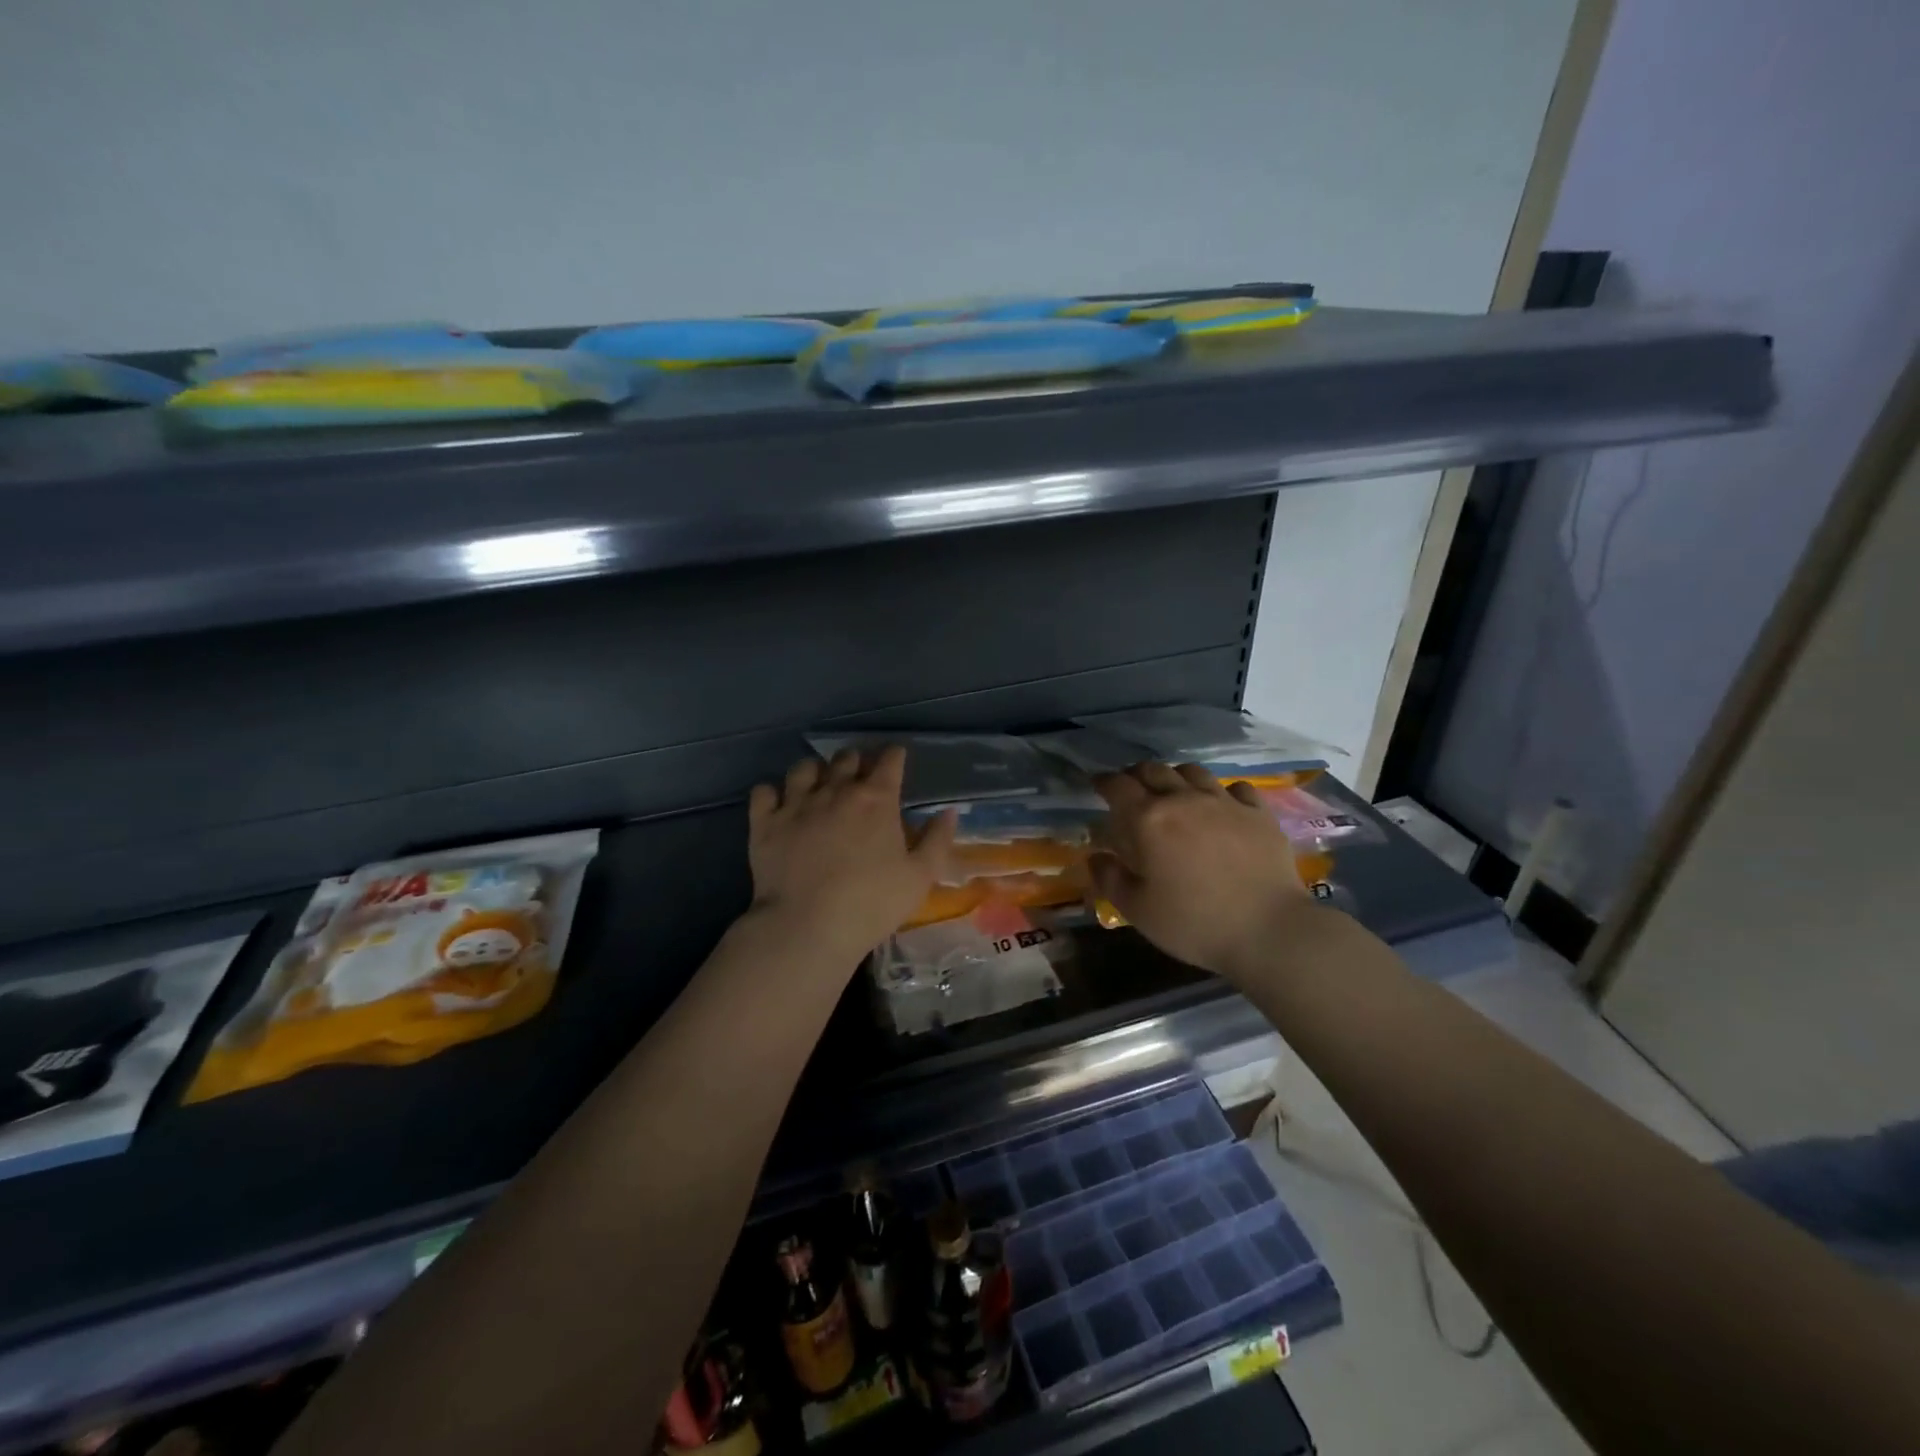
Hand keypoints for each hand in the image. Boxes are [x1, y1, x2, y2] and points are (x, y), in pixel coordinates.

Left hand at [747, 746, 956, 962]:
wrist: (807, 926)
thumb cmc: (872, 903)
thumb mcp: (920, 877)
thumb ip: (937, 840)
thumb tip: (948, 812)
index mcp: (876, 799)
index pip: (889, 760)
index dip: (894, 756)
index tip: (897, 759)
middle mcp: (836, 790)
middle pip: (846, 758)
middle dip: (856, 761)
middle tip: (860, 776)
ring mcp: (796, 803)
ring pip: (804, 767)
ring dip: (816, 771)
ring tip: (819, 785)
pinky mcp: (765, 823)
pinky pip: (764, 791)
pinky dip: (772, 793)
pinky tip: (778, 804)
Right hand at [1090, 762, 1313, 980]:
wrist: (1269, 931)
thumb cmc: (1194, 923)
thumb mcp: (1137, 910)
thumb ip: (1110, 879)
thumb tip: (1096, 856)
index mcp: (1148, 820)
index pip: (1118, 786)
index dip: (1104, 782)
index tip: (1097, 786)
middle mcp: (1184, 800)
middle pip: (1154, 770)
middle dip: (1136, 775)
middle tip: (1132, 790)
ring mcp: (1225, 802)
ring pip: (1193, 772)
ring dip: (1176, 777)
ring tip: (1174, 793)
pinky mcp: (1258, 813)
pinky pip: (1236, 787)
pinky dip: (1222, 792)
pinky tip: (1222, 806)